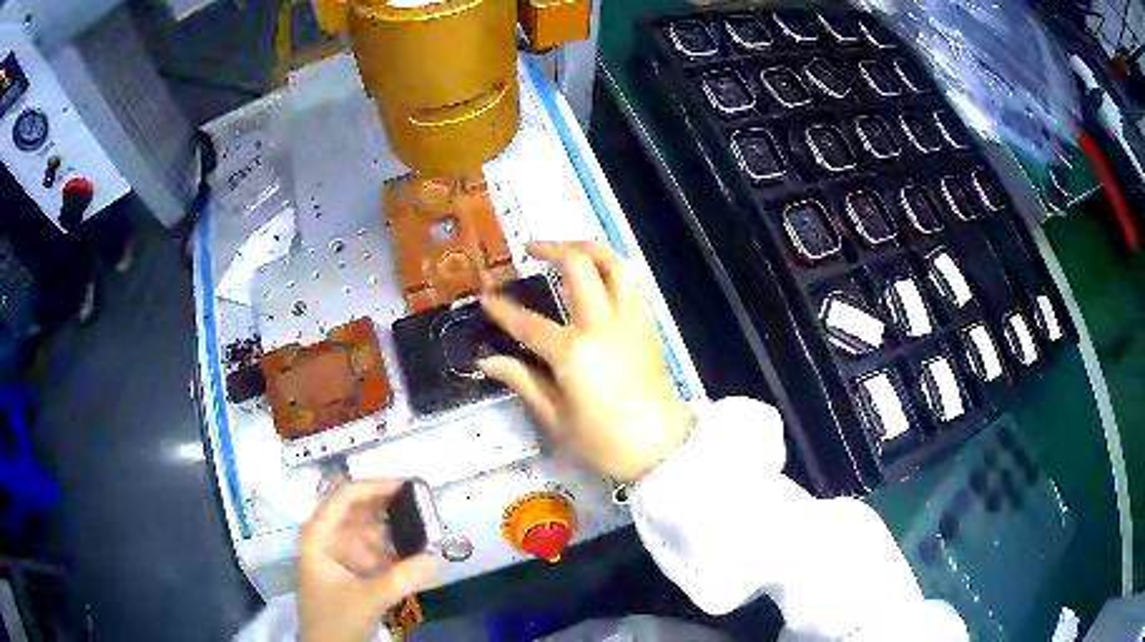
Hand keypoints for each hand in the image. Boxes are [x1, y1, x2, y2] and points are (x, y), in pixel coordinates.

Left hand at [298, 479, 437, 641]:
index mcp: (320, 533)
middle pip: (360, 509)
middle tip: (424, 505)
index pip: (346, 496)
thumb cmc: (335, 619)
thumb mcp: (367, 599)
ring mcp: (340, 552)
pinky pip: (376, 550)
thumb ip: (401, 579)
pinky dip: (394, 549)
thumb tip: (434, 558)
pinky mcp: (353, 569)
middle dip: (390, 507)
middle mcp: (328, 536)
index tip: (408, 486)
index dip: (376, 486)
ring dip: (395, 529)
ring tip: (425, 528)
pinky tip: (415, 553)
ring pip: (370, 530)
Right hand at [479, 241, 693, 480]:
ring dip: (588, 247)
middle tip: (529, 250)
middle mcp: (603, 326)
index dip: (502, 309)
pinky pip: (631, 283)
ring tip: (566, 249)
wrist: (663, 449)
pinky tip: (595, 278)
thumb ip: (523, 381)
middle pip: (579, 266)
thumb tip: (488, 361)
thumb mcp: (556, 420)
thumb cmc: (606, 442)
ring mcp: (631, 321)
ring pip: (615, 263)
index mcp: (574, 353)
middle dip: (551, 248)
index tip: (485, 297)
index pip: (528, 322)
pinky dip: (610, 269)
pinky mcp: (648, 325)